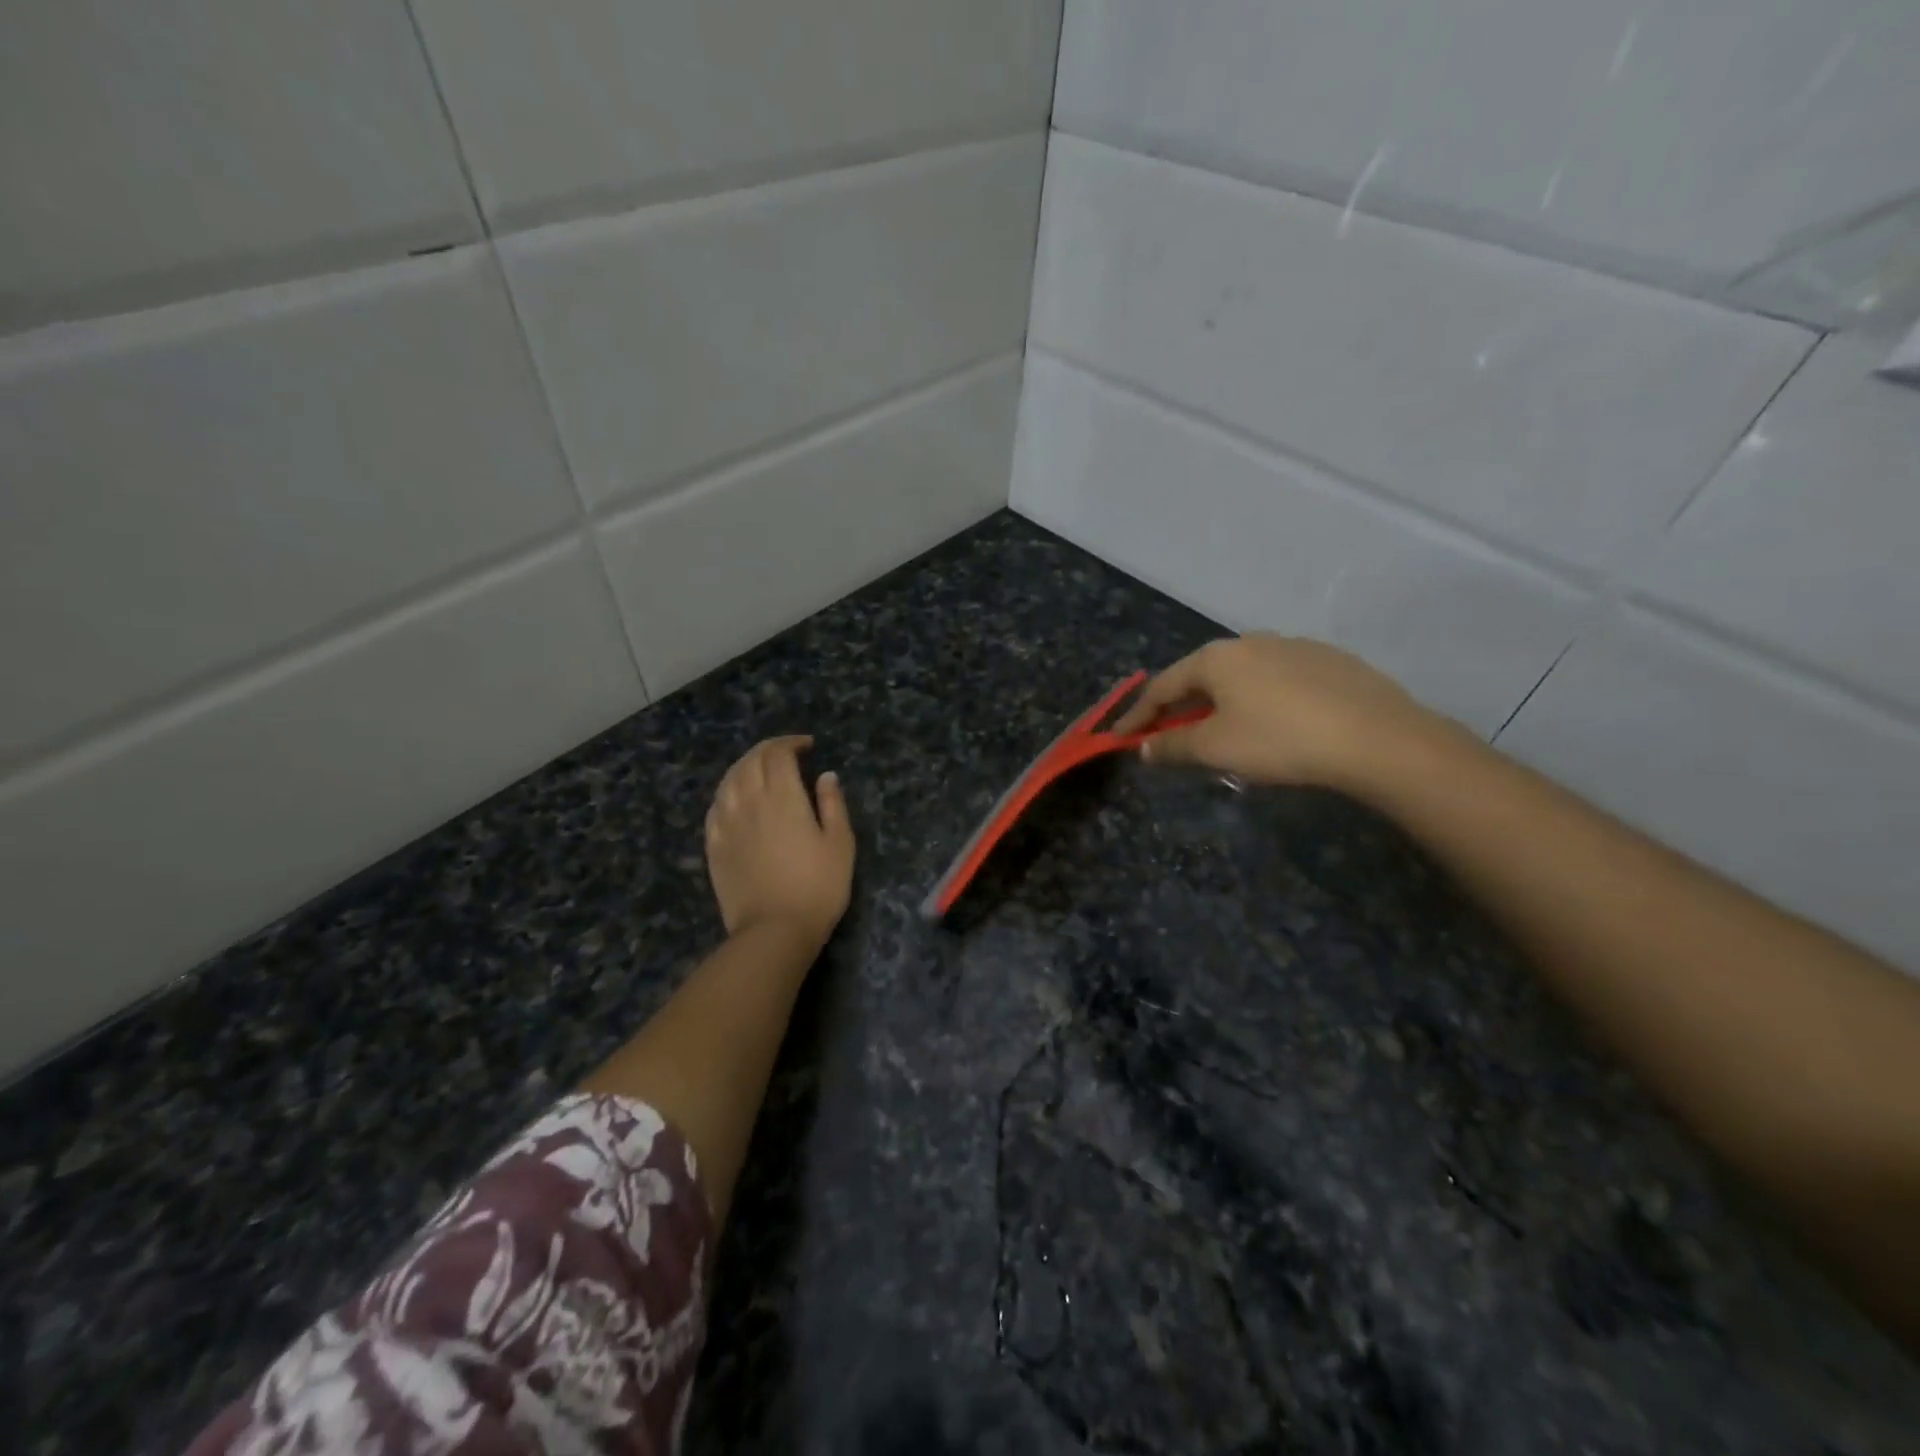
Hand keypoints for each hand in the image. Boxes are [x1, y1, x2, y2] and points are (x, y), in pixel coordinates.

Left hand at [705, 736, 854, 946]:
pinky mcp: (714, 845)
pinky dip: (728, 792)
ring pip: (729, 780)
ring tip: (760, 770)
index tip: (807, 746)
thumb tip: (826, 775)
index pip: (778, 754)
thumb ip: (833, 804)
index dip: (791, 743)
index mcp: (783, 797)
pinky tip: (736, 799)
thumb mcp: (840, 844)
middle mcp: (750, 801)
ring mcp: (726, 823)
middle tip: (786, 754)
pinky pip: (715, 806)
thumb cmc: (818, 887)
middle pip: (751, 761)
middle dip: (768, 750)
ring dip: (745, 766)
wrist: (774, 930)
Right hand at [1111, 635, 1442, 790]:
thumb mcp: (1216, 749)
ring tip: (1222, 733)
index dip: (1139, 715)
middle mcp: (1251, 642)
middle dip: (1180, 707)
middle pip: (1201, 677)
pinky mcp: (1330, 661)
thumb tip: (1144, 748)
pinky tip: (1274, 724)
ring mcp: (1294, 646)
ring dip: (1221, 704)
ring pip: (1242, 677)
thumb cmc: (1280, 740)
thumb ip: (1173, 746)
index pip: (1163, 686)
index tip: (1121, 737)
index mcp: (1216, 658)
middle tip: (1168, 735)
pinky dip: (1260, 701)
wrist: (1377, 738)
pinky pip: (1277, 681)